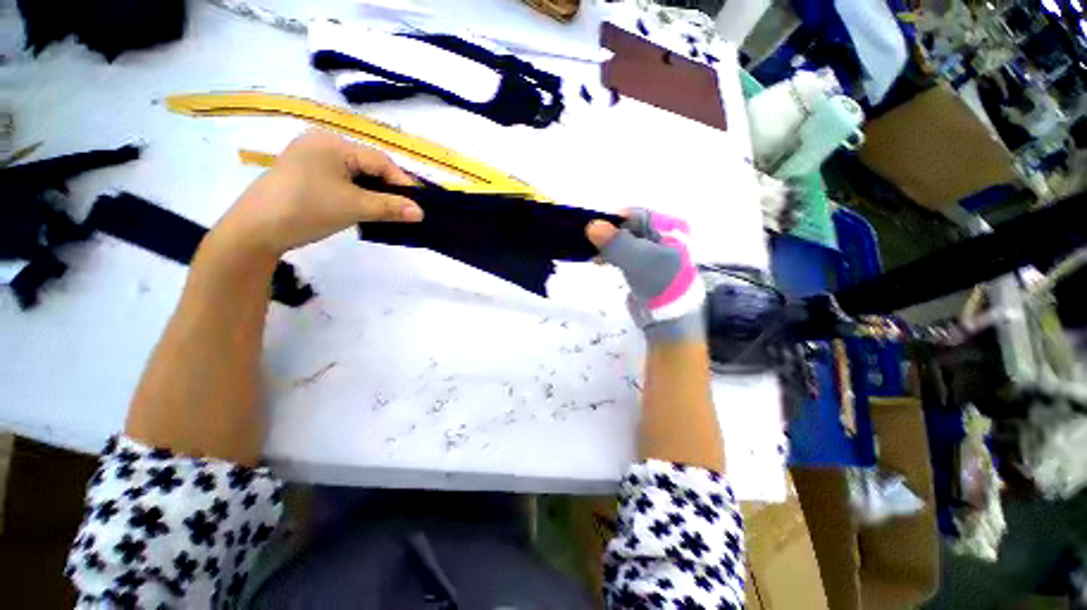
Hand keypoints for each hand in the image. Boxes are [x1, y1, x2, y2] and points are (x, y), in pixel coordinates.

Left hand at [212, 129, 422, 257]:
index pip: (379, 160)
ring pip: (356, 174)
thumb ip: (391, 207)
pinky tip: (365, 207)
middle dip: (388, 188)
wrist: (256, 230)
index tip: (418, 204)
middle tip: (406, 209)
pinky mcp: (305, 173)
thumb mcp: (354, 207)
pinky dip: (358, 193)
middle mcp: (321, 143)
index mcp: (332, 143)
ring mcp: (311, 158)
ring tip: (389, 210)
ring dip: (374, 192)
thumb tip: (421, 212)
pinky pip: (342, 180)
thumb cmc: (307, 209)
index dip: (402, 182)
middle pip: (368, 165)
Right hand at [586, 209, 704, 342]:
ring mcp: (653, 251)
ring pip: (624, 240)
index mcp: (668, 227)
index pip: (635, 214)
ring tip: (594, 256)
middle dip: (608, 235)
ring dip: (608, 246)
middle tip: (590, 244)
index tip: (592, 229)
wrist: (670, 318)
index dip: (613, 219)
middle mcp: (662, 234)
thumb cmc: (659, 283)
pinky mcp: (644, 265)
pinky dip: (612, 255)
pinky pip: (624, 253)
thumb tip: (592, 225)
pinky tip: (601, 261)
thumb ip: (616, 242)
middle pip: (628, 226)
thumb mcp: (638, 259)